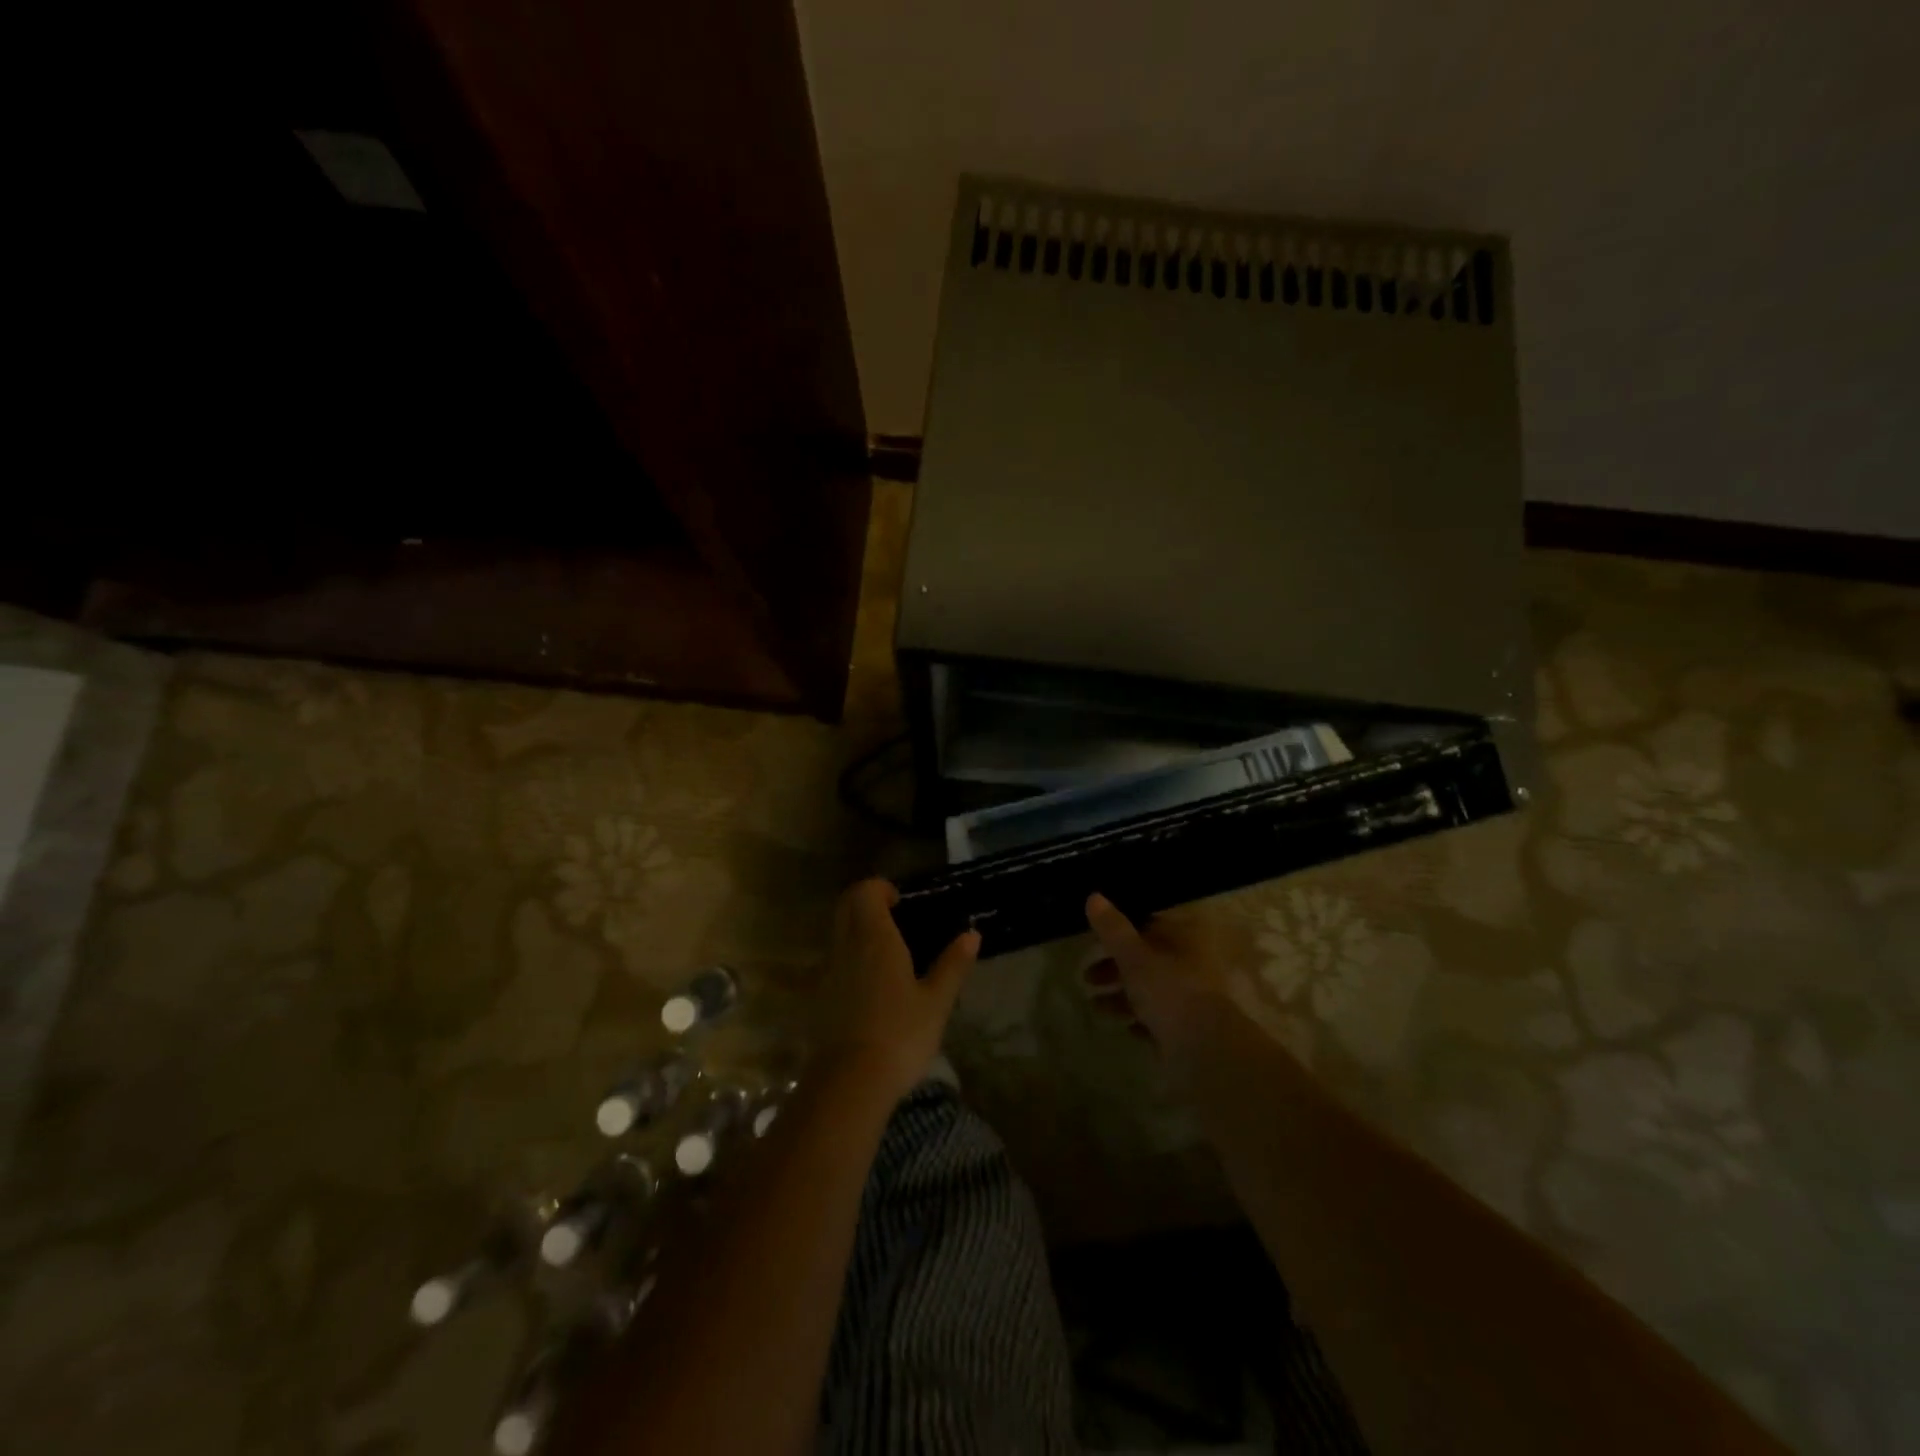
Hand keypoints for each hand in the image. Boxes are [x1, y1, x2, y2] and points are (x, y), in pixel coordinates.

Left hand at [814, 879, 979, 1104]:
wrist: (849, 1084)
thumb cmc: (900, 1036)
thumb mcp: (936, 1002)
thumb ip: (953, 965)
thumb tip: (972, 934)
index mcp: (875, 938)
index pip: (865, 891)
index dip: (880, 888)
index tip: (901, 901)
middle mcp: (846, 946)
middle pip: (846, 906)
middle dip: (866, 902)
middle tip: (895, 919)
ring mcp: (828, 971)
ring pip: (837, 933)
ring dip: (856, 930)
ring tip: (888, 953)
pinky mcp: (819, 997)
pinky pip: (834, 960)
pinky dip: (850, 957)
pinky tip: (872, 985)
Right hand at [1084, 893, 1231, 1050]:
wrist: (1205, 1051)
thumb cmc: (1170, 991)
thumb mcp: (1134, 957)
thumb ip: (1113, 929)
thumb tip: (1093, 896)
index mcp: (1185, 938)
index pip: (1151, 923)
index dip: (1122, 928)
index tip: (1096, 937)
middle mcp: (1192, 963)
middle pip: (1147, 958)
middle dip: (1115, 967)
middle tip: (1087, 976)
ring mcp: (1192, 997)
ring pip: (1150, 989)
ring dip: (1122, 996)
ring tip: (1095, 1006)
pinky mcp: (1188, 1027)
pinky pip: (1159, 1018)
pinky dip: (1140, 1019)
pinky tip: (1124, 1026)